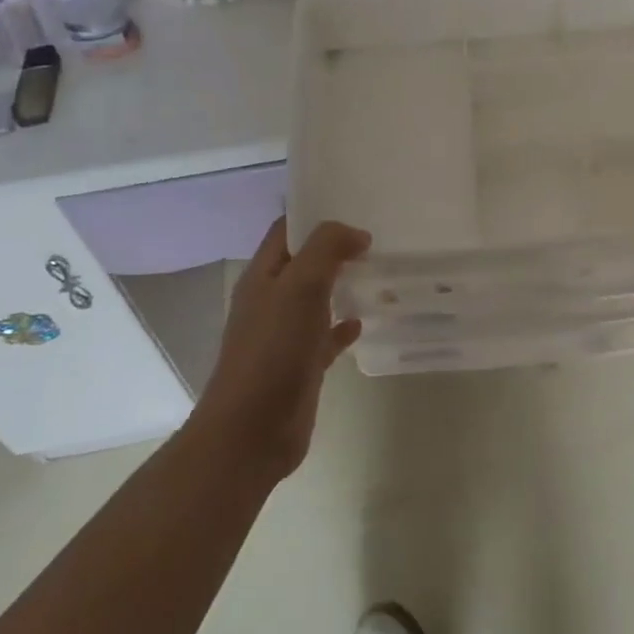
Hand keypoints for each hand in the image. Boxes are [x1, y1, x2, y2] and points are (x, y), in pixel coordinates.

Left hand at [199, 218, 369, 479]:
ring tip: (380, 270)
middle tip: (377, 235)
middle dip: (336, 248)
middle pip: (304, 262)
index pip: (287, 229)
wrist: (252, 431)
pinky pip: (326, 337)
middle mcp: (271, 300)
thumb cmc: (273, 350)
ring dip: (343, 284)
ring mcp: (285, 334)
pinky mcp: (301, 365)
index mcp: (263, 276)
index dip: (315, 213)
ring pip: (317, 298)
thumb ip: (327, 248)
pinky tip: (364, 321)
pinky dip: (344, 326)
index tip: (354, 202)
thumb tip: (357, 234)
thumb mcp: (301, 285)